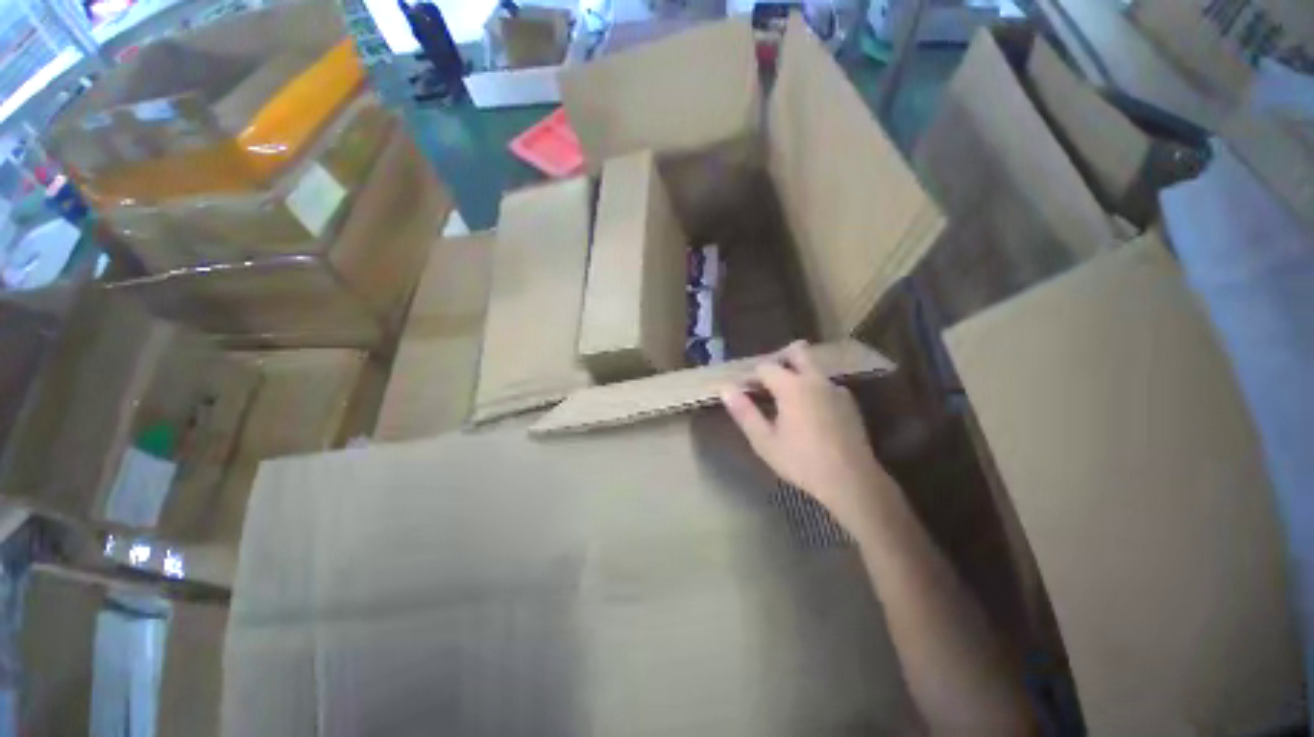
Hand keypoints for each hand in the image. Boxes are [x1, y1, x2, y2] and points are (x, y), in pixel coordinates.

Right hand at [720, 341, 893, 532]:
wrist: (852, 481)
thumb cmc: (802, 461)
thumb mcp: (765, 441)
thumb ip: (744, 412)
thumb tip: (726, 389)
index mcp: (792, 386)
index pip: (765, 366)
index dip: (751, 376)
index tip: (744, 391)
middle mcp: (815, 380)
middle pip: (797, 351)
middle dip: (779, 358)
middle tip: (767, 381)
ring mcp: (836, 389)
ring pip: (813, 367)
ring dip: (796, 374)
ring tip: (785, 399)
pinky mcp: (849, 402)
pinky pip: (825, 384)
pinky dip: (812, 388)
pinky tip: (808, 413)